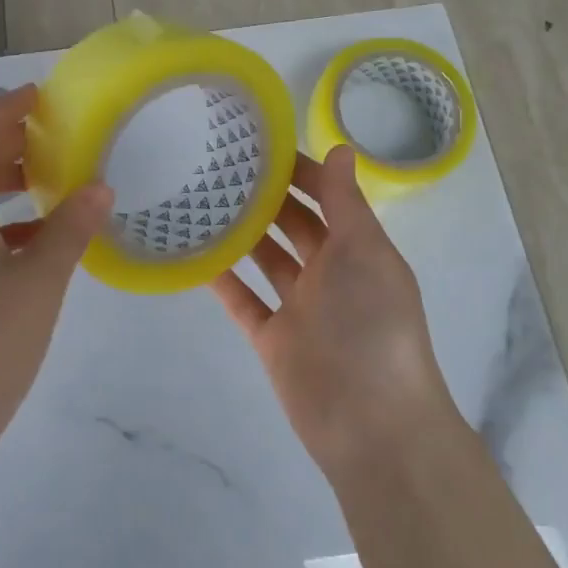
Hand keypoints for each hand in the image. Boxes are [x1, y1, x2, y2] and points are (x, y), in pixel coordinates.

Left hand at [0, 86, 113, 452]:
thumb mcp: (39, 282)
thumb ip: (71, 229)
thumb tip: (100, 187)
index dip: (5, 107)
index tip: (43, 96)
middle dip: (10, 142)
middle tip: (58, 137)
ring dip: (8, 183)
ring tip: (55, 183)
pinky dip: (4, 222)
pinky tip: (39, 240)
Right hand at [212, 146, 458, 472]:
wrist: (370, 423)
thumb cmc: (373, 326)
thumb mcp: (365, 253)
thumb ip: (346, 203)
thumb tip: (341, 148)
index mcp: (359, 250)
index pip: (329, 198)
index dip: (302, 171)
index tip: (262, 145)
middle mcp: (330, 274)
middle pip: (294, 225)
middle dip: (267, 197)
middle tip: (221, 165)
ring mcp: (299, 307)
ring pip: (266, 259)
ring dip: (242, 233)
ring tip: (201, 199)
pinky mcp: (272, 338)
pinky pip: (242, 300)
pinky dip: (221, 279)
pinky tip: (193, 253)